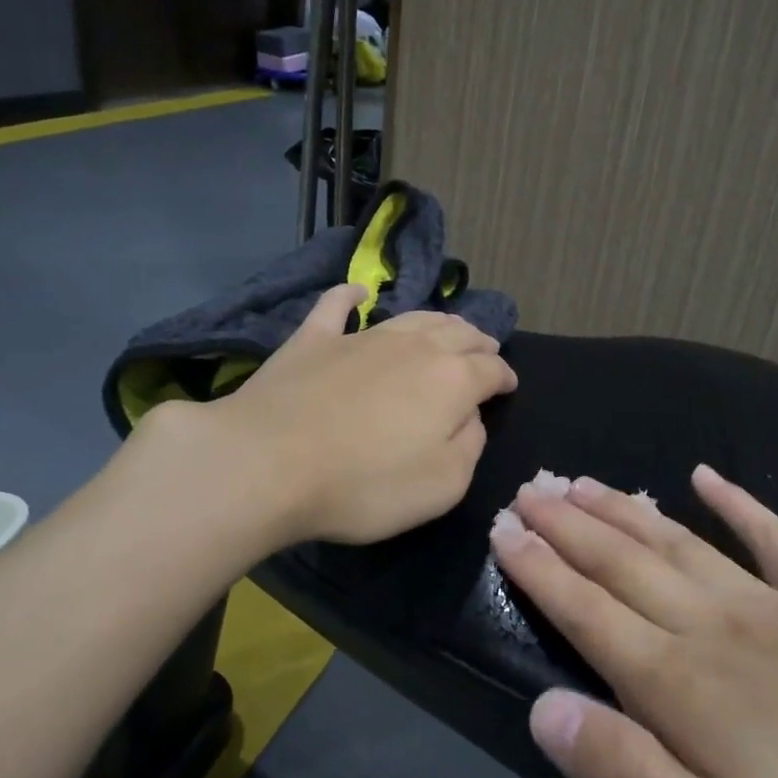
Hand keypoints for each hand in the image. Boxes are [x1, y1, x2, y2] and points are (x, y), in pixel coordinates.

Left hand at [182, 284, 516, 546]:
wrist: (268, 463)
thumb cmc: (364, 483)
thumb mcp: (443, 484)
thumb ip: (470, 446)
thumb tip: (471, 418)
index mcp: (452, 380)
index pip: (492, 370)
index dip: (505, 378)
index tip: (509, 387)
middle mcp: (415, 346)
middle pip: (458, 333)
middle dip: (478, 342)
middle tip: (485, 351)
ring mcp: (362, 336)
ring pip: (413, 317)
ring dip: (437, 321)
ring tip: (448, 328)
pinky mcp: (313, 338)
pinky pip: (336, 305)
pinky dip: (350, 296)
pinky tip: (356, 292)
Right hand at [491, 466, 777, 777]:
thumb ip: (628, 774)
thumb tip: (545, 709)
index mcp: (683, 685)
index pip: (589, 611)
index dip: (541, 570)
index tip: (504, 529)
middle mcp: (717, 627)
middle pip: (626, 561)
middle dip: (570, 524)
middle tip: (530, 488)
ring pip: (681, 541)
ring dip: (626, 508)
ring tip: (585, 480)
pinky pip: (775, 538)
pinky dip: (739, 503)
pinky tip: (708, 475)